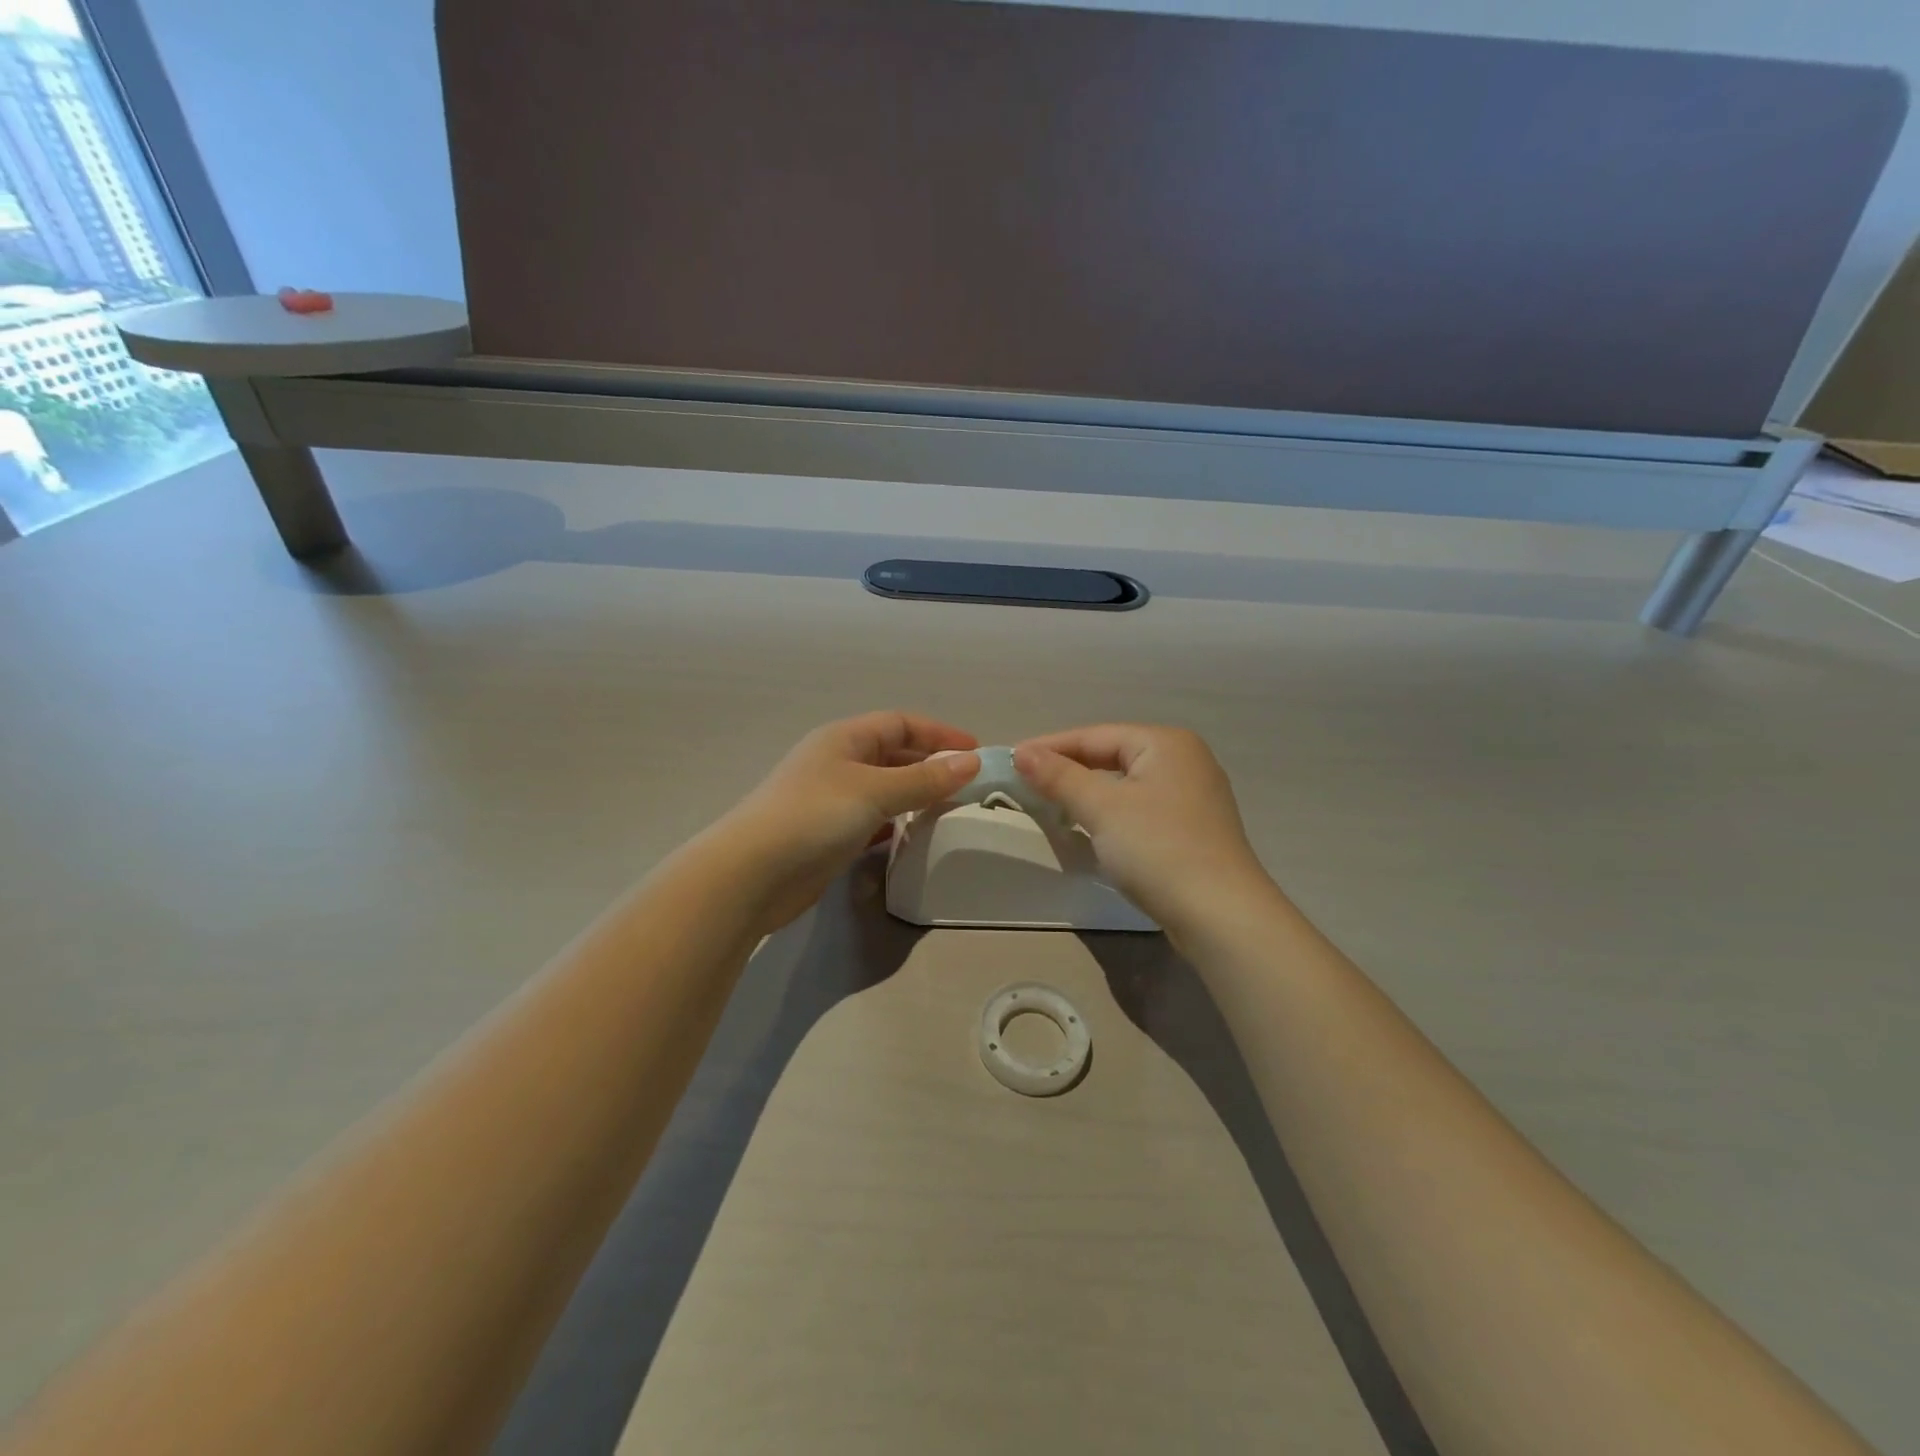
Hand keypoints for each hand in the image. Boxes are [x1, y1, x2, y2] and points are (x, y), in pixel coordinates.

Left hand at [715, 712, 979, 930]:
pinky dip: (895, 824)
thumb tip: (971, 762)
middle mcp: (837, 763)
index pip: (900, 723)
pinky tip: (914, 836)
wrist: (752, 874)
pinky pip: (872, 820)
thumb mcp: (875, 791)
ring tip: (950, 810)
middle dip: (930, 765)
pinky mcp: (828, 836)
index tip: (975, 752)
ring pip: (884, 789)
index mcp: (844, 739)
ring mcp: (831, 800)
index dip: (938, 733)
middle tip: (968, 784)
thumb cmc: (814, 816)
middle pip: (892, 754)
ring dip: (915, 796)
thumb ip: (924, 779)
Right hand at [1014, 725, 1279, 937]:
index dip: (1050, 747)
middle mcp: (1184, 760)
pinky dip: (1111, 814)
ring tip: (1050, 804)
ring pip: (1125, 785)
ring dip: (1087, 793)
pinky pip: (1140, 809)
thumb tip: (1022, 752)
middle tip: (1026, 783)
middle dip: (1068, 770)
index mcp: (1166, 743)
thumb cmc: (1158, 848)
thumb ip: (1059, 776)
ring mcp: (1193, 796)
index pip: (1095, 735)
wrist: (1220, 915)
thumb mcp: (1101, 808)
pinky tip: (1091, 828)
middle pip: (1112, 756)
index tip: (1010, 760)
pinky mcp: (1193, 830)